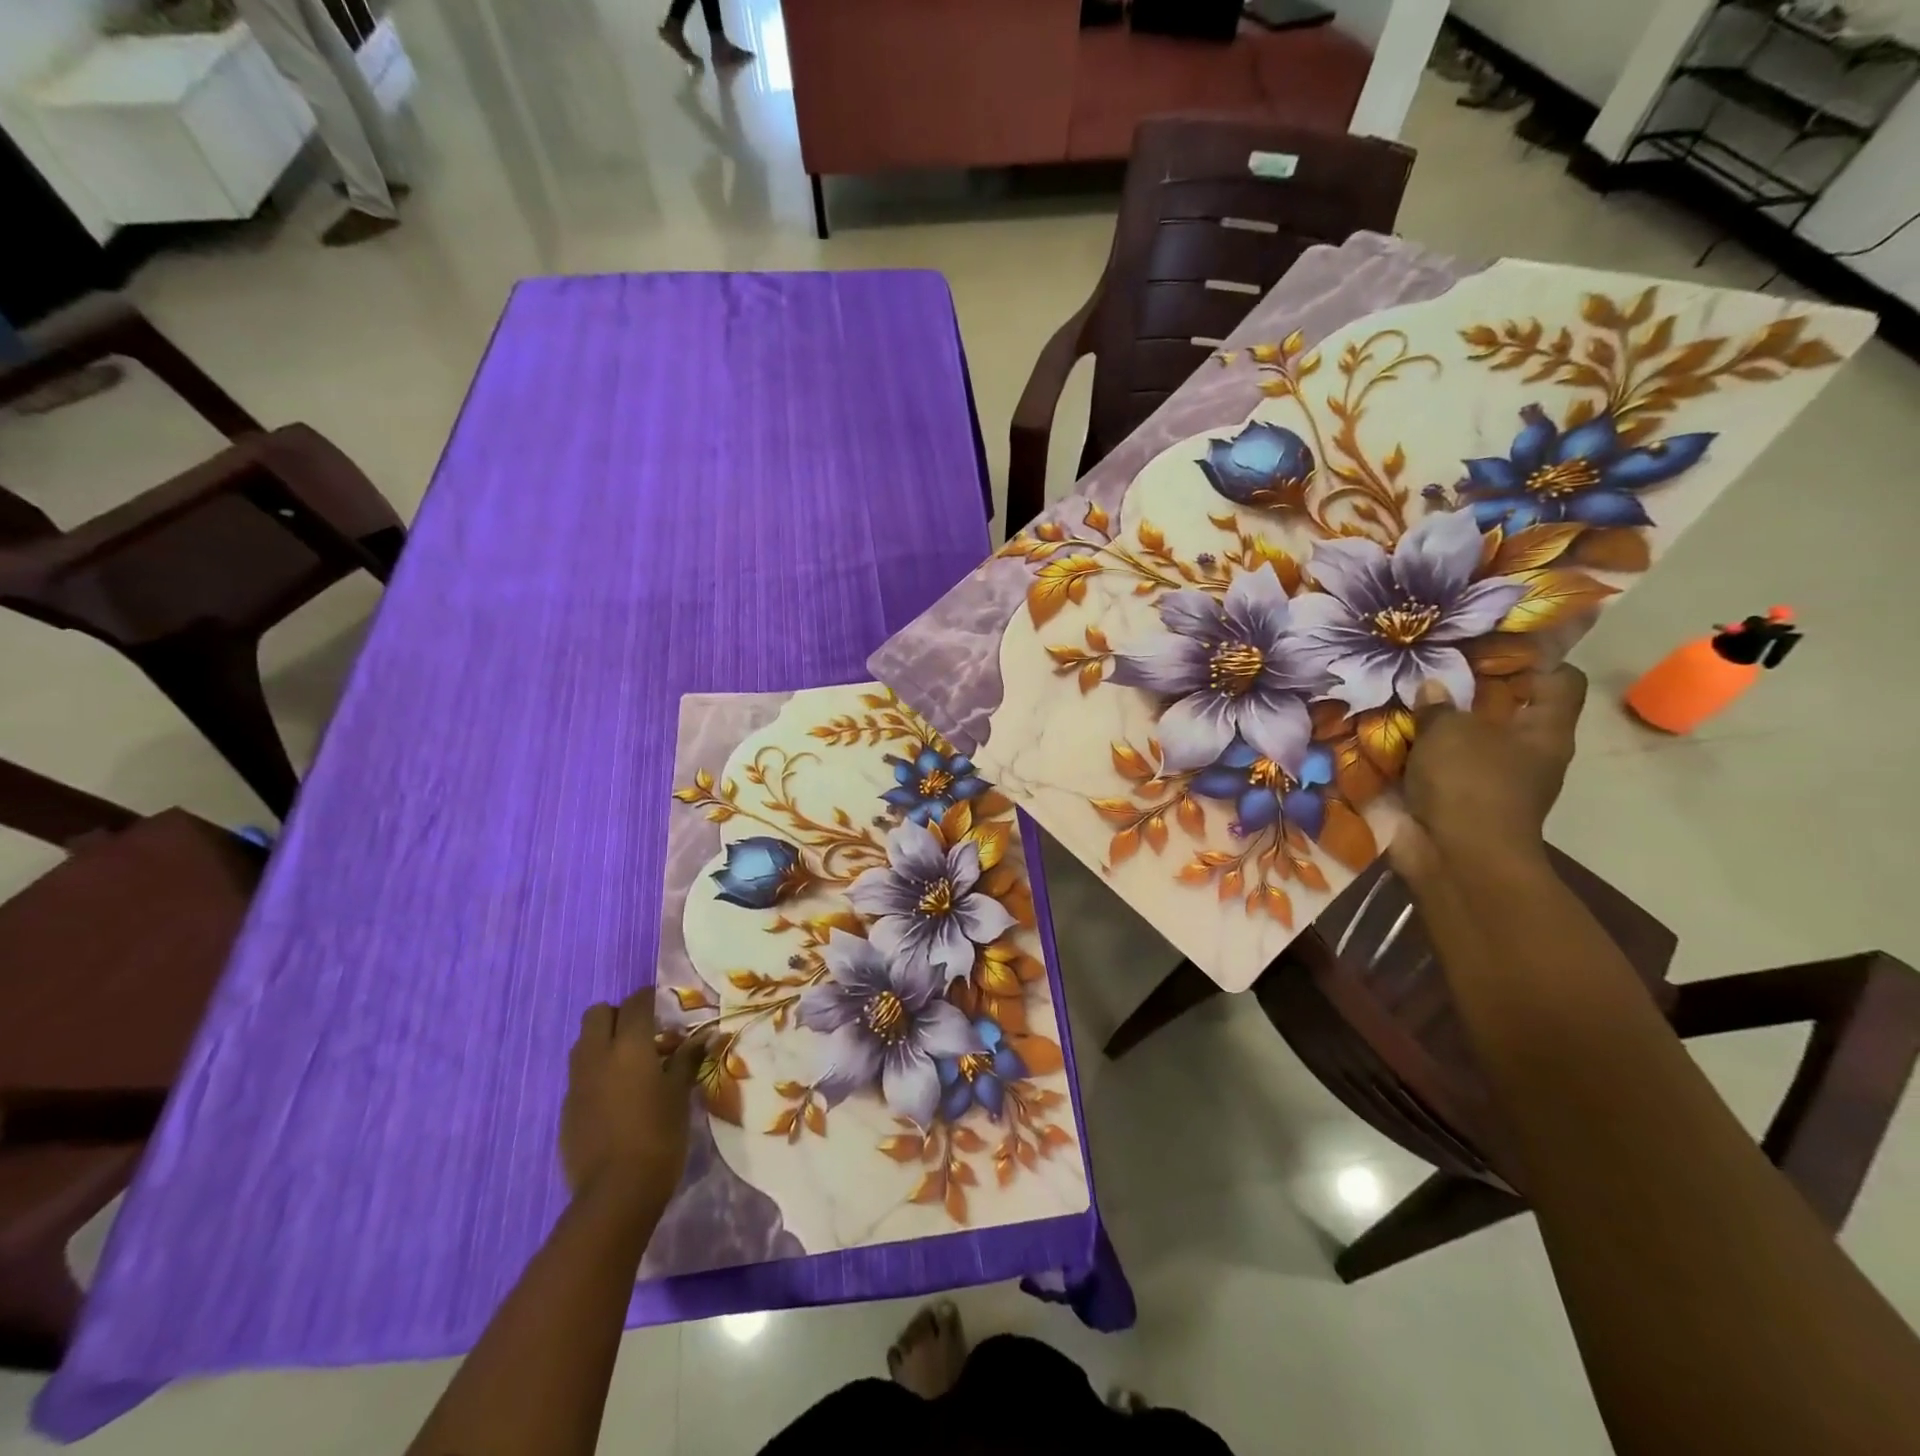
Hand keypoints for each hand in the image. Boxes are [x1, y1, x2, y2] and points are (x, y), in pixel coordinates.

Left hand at [561, 988, 706, 1215]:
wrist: (616, 1193)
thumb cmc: (659, 1135)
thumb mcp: (680, 1094)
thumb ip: (688, 1059)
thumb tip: (706, 1036)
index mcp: (629, 1046)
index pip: (636, 1002)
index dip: (650, 998)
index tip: (664, 1006)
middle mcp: (597, 1056)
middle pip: (597, 1014)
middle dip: (618, 1015)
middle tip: (643, 1033)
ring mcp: (577, 1083)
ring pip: (584, 1043)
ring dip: (603, 1042)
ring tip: (630, 1063)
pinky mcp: (567, 1109)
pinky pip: (579, 1075)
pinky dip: (596, 1072)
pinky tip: (616, 1096)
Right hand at [1391, 664, 1586, 886]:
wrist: (1455, 856)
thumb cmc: (1471, 784)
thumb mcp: (1452, 732)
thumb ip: (1441, 706)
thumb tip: (1434, 688)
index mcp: (1545, 732)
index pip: (1559, 681)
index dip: (1534, 658)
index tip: (1493, 644)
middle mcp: (1525, 754)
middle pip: (1507, 710)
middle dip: (1472, 690)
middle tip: (1434, 665)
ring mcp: (1490, 780)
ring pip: (1467, 739)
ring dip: (1439, 724)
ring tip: (1404, 697)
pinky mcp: (1456, 801)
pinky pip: (1438, 767)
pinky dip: (1418, 754)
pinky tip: (1391, 736)